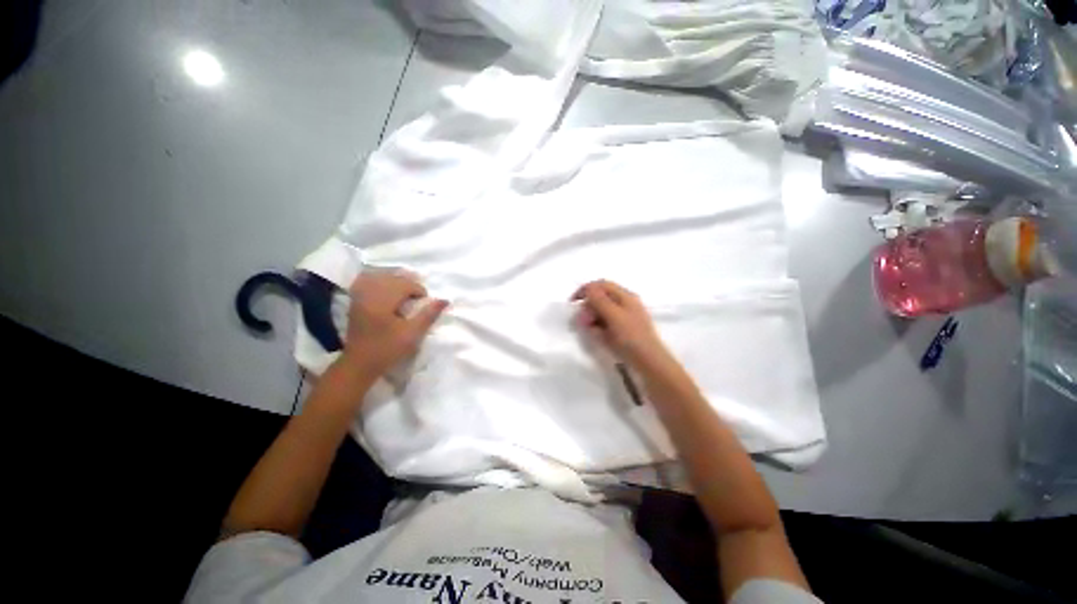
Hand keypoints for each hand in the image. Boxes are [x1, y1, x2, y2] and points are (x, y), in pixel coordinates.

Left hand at [340, 271, 447, 376]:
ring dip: (395, 281)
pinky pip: (366, 281)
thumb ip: (428, 315)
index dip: (419, 291)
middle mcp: (369, 294)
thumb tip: (445, 300)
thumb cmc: (388, 349)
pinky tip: (386, 289)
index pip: (405, 284)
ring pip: (379, 277)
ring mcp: (359, 296)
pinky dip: (379, 281)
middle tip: (417, 297)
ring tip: (405, 292)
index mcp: (383, 301)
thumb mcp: (413, 334)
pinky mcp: (355, 301)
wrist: (359, 363)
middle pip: (392, 278)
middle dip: (408, 284)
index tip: (424, 304)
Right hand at [571, 280, 671, 369]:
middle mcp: (624, 304)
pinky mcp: (622, 330)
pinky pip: (605, 324)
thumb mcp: (614, 316)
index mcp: (625, 296)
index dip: (586, 290)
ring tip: (590, 330)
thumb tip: (588, 288)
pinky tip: (598, 336)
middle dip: (588, 307)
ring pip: (601, 312)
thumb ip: (600, 300)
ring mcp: (624, 317)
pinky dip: (598, 328)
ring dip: (592, 318)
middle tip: (583, 322)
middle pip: (600, 298)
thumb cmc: (632, 337)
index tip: (573, 303)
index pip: (601, 285)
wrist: (649, 363)